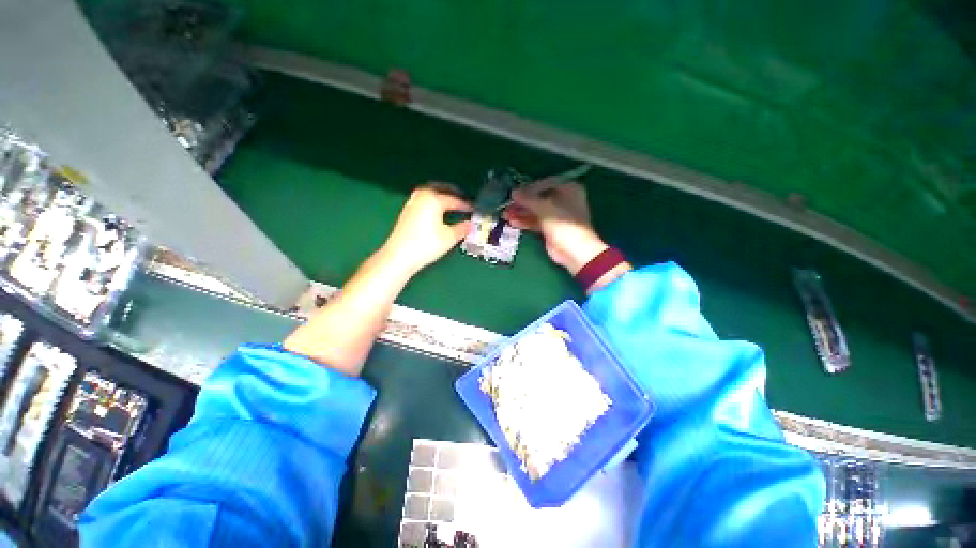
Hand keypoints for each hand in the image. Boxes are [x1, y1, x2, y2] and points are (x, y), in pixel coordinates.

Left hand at [380, 183, 472, 274]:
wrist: (400, 255)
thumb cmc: (427, 244)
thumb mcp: (450, 237)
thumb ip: (463, 228)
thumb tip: (471, 225)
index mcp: (434, 199)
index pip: (454, 200)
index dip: (465, 205)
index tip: (474, 209)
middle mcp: (421, 197)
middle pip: (440, 190)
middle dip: (452, 194)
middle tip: (463, 200)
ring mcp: (411, 203)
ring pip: (430, 195)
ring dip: (441, 197)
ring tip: (450, 204)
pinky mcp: (406, 212)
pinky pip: (423, 201)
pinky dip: (433, 203)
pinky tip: (436, 212)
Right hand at [502, 180, 607, 274]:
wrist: (574, 251)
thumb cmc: (564, 225)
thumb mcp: (545, 208)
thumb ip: (529, 199)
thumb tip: (514, 192)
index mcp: (569, 189)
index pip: (545, 184)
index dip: (529, 188)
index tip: (514, 193)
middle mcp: (564, 200)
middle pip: (539, 198)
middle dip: (522, 202)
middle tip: (507, 205)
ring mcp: (557, 216)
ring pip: (536, 211)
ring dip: (521, 212)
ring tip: (506, 214)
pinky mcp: (551, 229)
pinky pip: (536, 222)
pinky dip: (525, 221)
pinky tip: (513, 222)